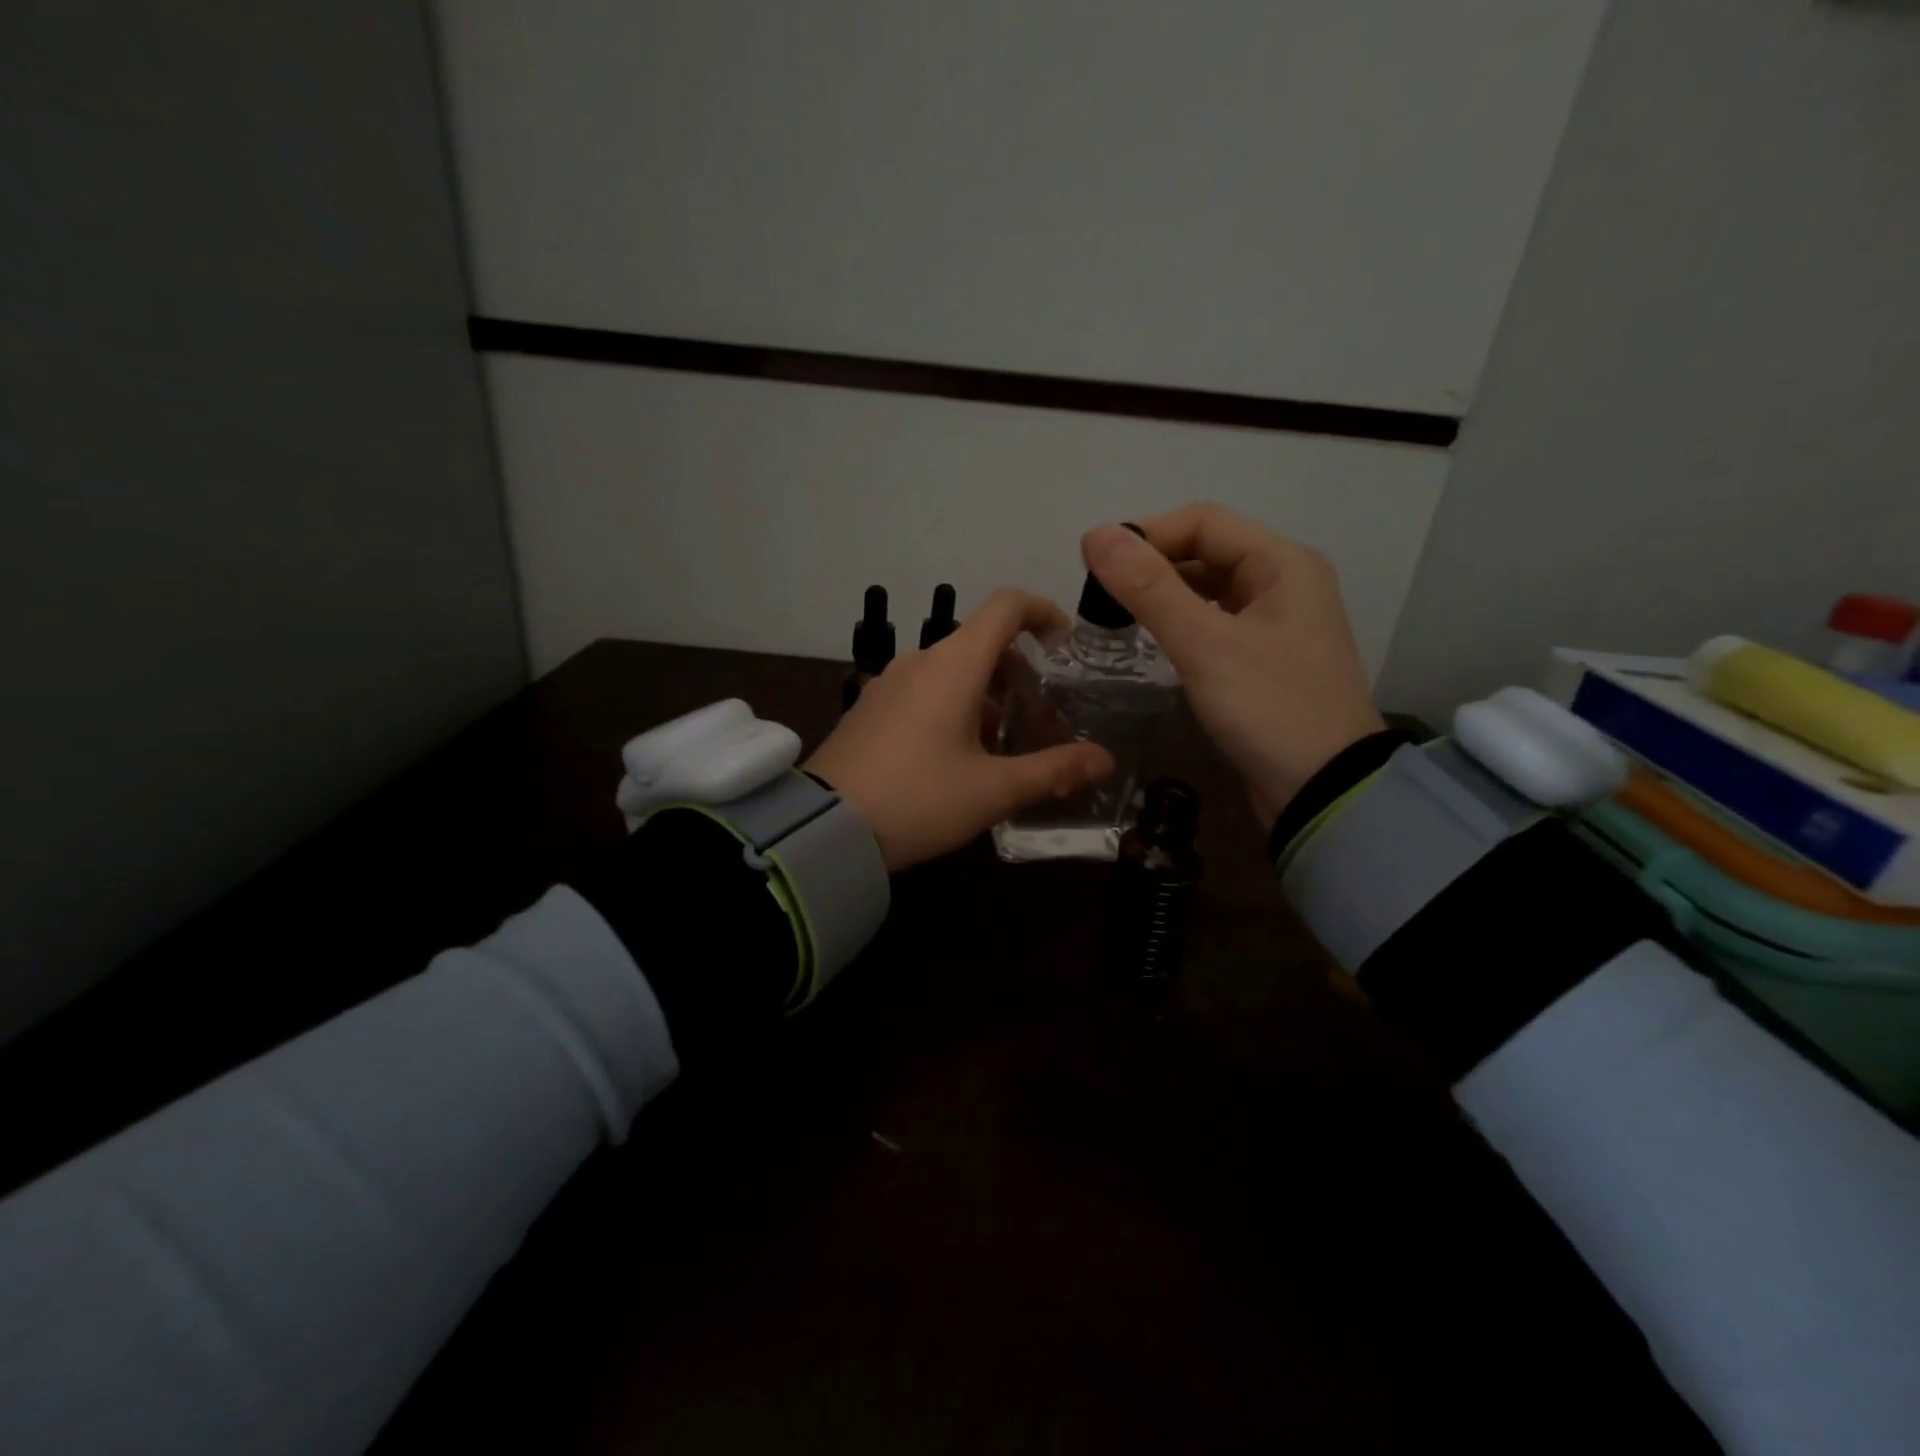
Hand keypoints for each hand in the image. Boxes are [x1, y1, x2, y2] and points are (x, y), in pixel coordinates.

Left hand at [808, 589, 1113, 870]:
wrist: (824, 827)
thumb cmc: (918, 799)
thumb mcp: (992, 791)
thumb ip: (1054, 771)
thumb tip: (1105, 760)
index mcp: (953, 665)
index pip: (1005, 606)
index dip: (1043, 612)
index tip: (1065, 643)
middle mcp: (919, 662)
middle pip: (981, 642)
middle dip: (1021, 671)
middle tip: (1043, 718)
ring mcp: (888, 684)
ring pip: (952, 670)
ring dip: (988, 693)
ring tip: (1005, 743)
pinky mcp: (870, 709)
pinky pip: (924, 690)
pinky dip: (954, 705)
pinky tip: (958, 755)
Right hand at [1081, 505, 1383, 825]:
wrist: (1324, 792)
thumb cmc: (1268, 709)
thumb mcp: (1204, 645)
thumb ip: (1149, 589)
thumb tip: (1094, 534)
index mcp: (1282, 563)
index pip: (1203, 522)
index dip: (1146, 535)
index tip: (1096, 565)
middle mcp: (1284, 582)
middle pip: (1206, 551)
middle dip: (1152, 565)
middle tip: (1100, 595)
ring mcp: (1276, 622)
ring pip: (1208, 588)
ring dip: (1164, 594)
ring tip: (1117, 615)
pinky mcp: (1264, 658)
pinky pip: (1214, 622)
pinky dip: (1181, 623)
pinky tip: (1153, 641)